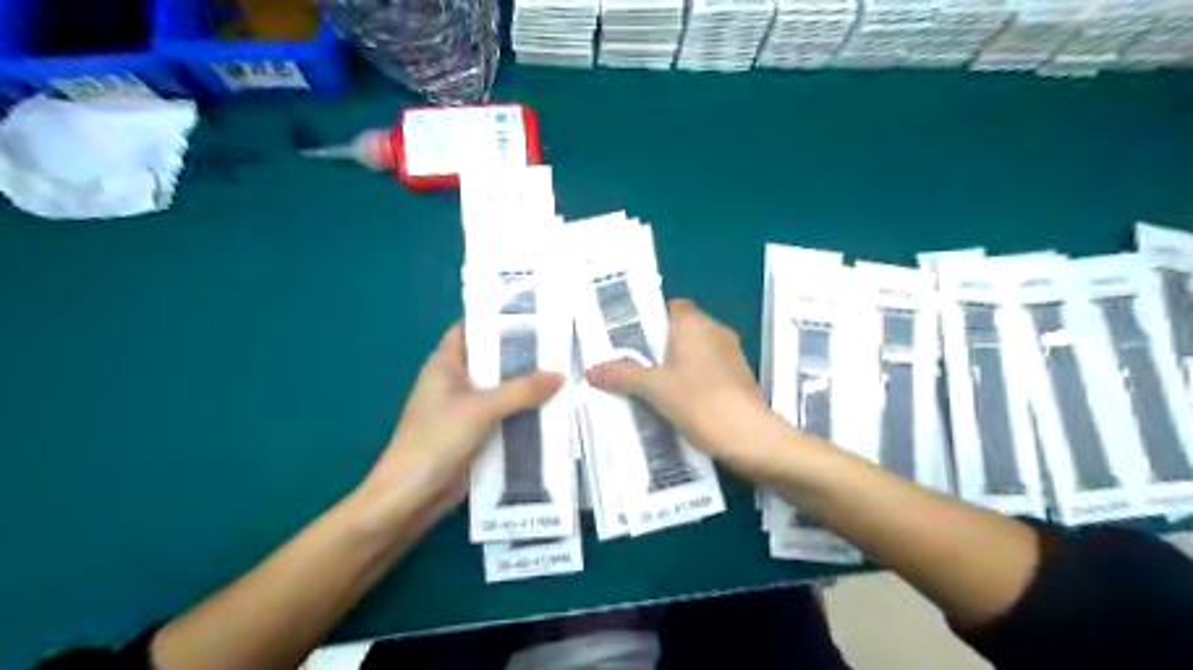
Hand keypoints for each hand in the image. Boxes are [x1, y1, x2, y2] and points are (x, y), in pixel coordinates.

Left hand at [350, 326, 563, 538]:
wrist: (410, 498)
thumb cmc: (436, 441)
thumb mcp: (481, 409)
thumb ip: (521, 391)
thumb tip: (560, 375)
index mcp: (445, 364)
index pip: (471, 328)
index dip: (497, 319)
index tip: (533, 314)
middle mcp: (455, 382)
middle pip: (492, 360)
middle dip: (523, 355)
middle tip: (560, 345)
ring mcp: (464, 409)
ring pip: (501, 390)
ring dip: (526, 386)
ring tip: (565, 373)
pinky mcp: (474, 434)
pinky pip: (503, 416)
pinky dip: (523, 412)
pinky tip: (551, 410)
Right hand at [589, 300, 784, 474]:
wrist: (751, 437)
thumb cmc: (700, 402)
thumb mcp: (655, 388)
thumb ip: (623, 375)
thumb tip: (591, 369)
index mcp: (695, 323)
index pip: (670, 306)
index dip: (649, 319)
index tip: (629, 338)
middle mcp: (715, 330)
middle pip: (680, 329)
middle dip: (656, 345)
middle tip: (630, 363)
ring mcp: (730, 353)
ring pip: (694, 350)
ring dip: (673, 363)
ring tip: (646, 384)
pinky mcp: (738, 376)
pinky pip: (706, 368)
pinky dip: (690, 378)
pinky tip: (673, 399)